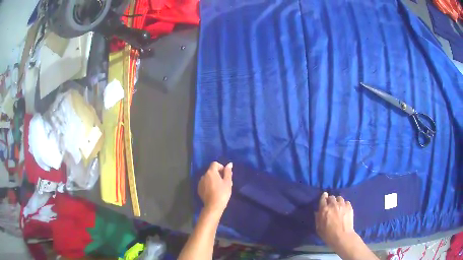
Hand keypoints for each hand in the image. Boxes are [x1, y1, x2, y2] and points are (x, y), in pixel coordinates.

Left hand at [198, 162, 232, 213]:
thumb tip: (229, 164)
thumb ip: (228, 172)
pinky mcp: (199, 189)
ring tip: (219, 188)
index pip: (215, 164)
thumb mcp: (228, 182)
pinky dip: (209, 185)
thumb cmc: (222, 193)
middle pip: (211, 171)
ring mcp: (200, 182)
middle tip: (224, 182)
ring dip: (213, 180)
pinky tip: (213, 192)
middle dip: (218, 174)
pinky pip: (205, 183)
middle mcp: (204, 175)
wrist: (213, 206)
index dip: (221, 167)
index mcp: (211, 172)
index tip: (225, 175)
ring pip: (208, 178)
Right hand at [315, 192, 355, 246]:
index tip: (324, 196)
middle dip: (330, 200)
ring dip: (337, 201)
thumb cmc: (328, 234)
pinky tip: (344, 209)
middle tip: (330, 204)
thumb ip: (317, 218)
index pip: (323, 198)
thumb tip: (317, 211)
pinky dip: (344, 204)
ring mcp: (342, 205)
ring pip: (339, 198)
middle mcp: (333, 205)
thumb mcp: (319, 228)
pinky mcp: (349, 207)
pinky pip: (346, 202)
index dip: (323, 197)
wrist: (342, 236)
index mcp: (324, 209)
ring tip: (338, 206)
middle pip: (332, 197)